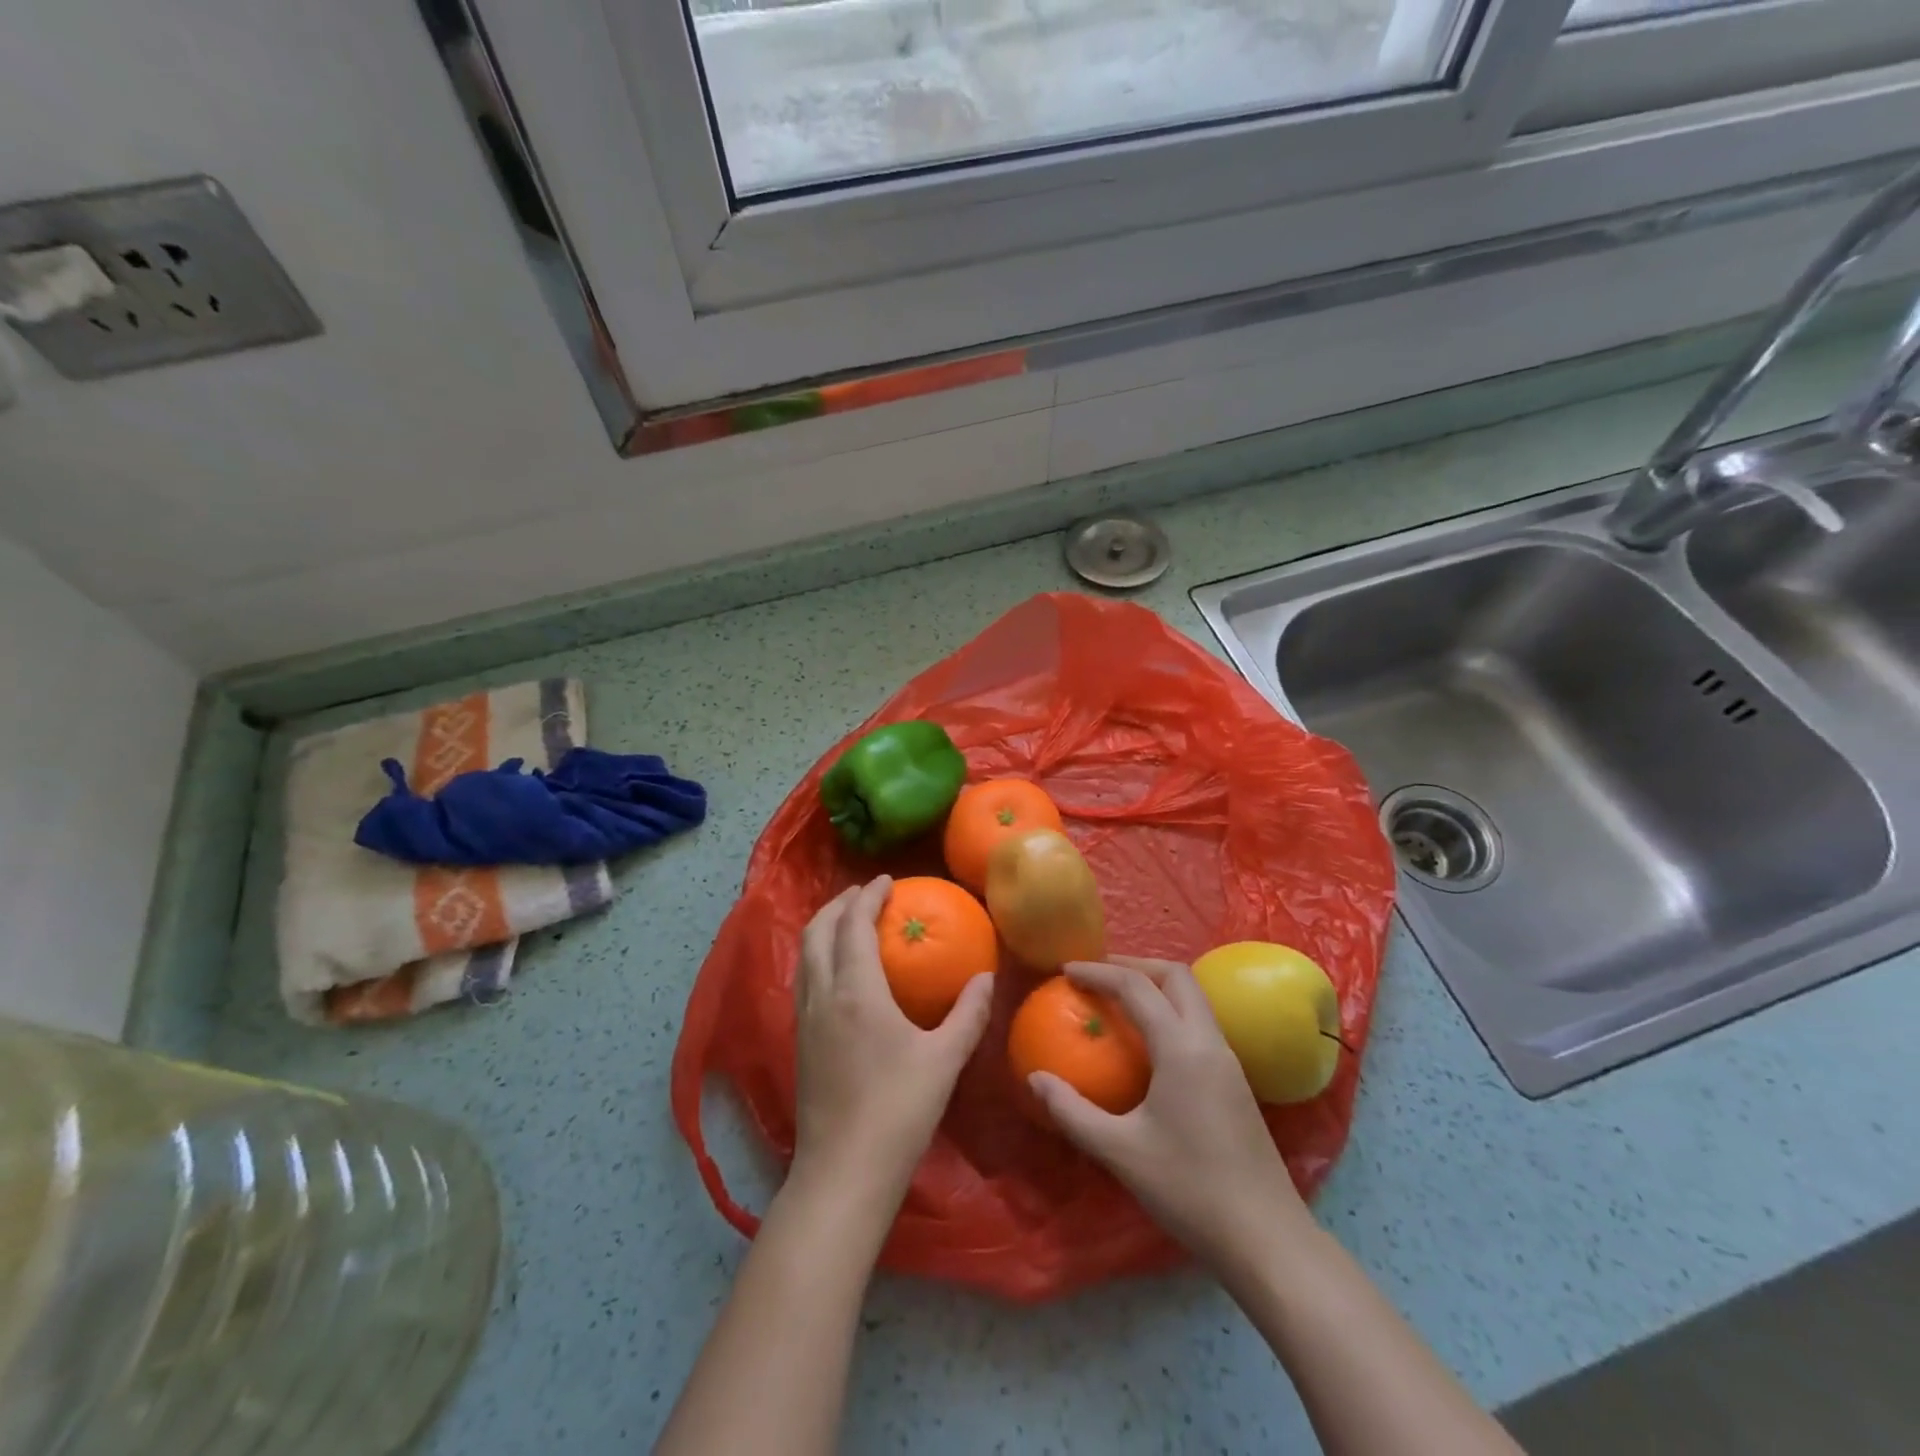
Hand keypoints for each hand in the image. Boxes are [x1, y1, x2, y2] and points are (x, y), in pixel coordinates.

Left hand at [789, 876, 994, 1209]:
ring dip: (824, 928)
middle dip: (839, 904)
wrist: (843, 1173)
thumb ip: (968, 1014)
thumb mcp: (944, 1060)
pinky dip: (819, 956)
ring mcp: (804, 1019)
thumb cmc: (898, 1111)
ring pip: (805, 955)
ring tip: (849, 922)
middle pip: (817, 930)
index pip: (853, 924)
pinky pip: (804, 979)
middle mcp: (822, 995)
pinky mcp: (799, 1042)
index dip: (868, 896)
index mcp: (855, 991)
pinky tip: (839, 972)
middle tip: (865, 894)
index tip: (886, 881)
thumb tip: (986, 977)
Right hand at [1028, 957, 1310, 1277]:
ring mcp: (1229, 1061)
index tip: (1066, 970)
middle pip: (1176, 976)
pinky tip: (1150, 1044)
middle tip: (1097, 976)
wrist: (1268, 1240)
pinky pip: (1200, 1024)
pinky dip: (1170, 1012)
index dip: (1098, 972)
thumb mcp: (1120, 1152)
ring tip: (1119, 1001)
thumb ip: (1072, 1111)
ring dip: (1156, 986)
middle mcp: (1209, 1042)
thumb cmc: (1189, 1190)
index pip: (1136, 987)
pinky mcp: (1236, 1082)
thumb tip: (1035, 1079)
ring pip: (1193, 998)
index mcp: (1182, 1048)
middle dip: (1134, 965)